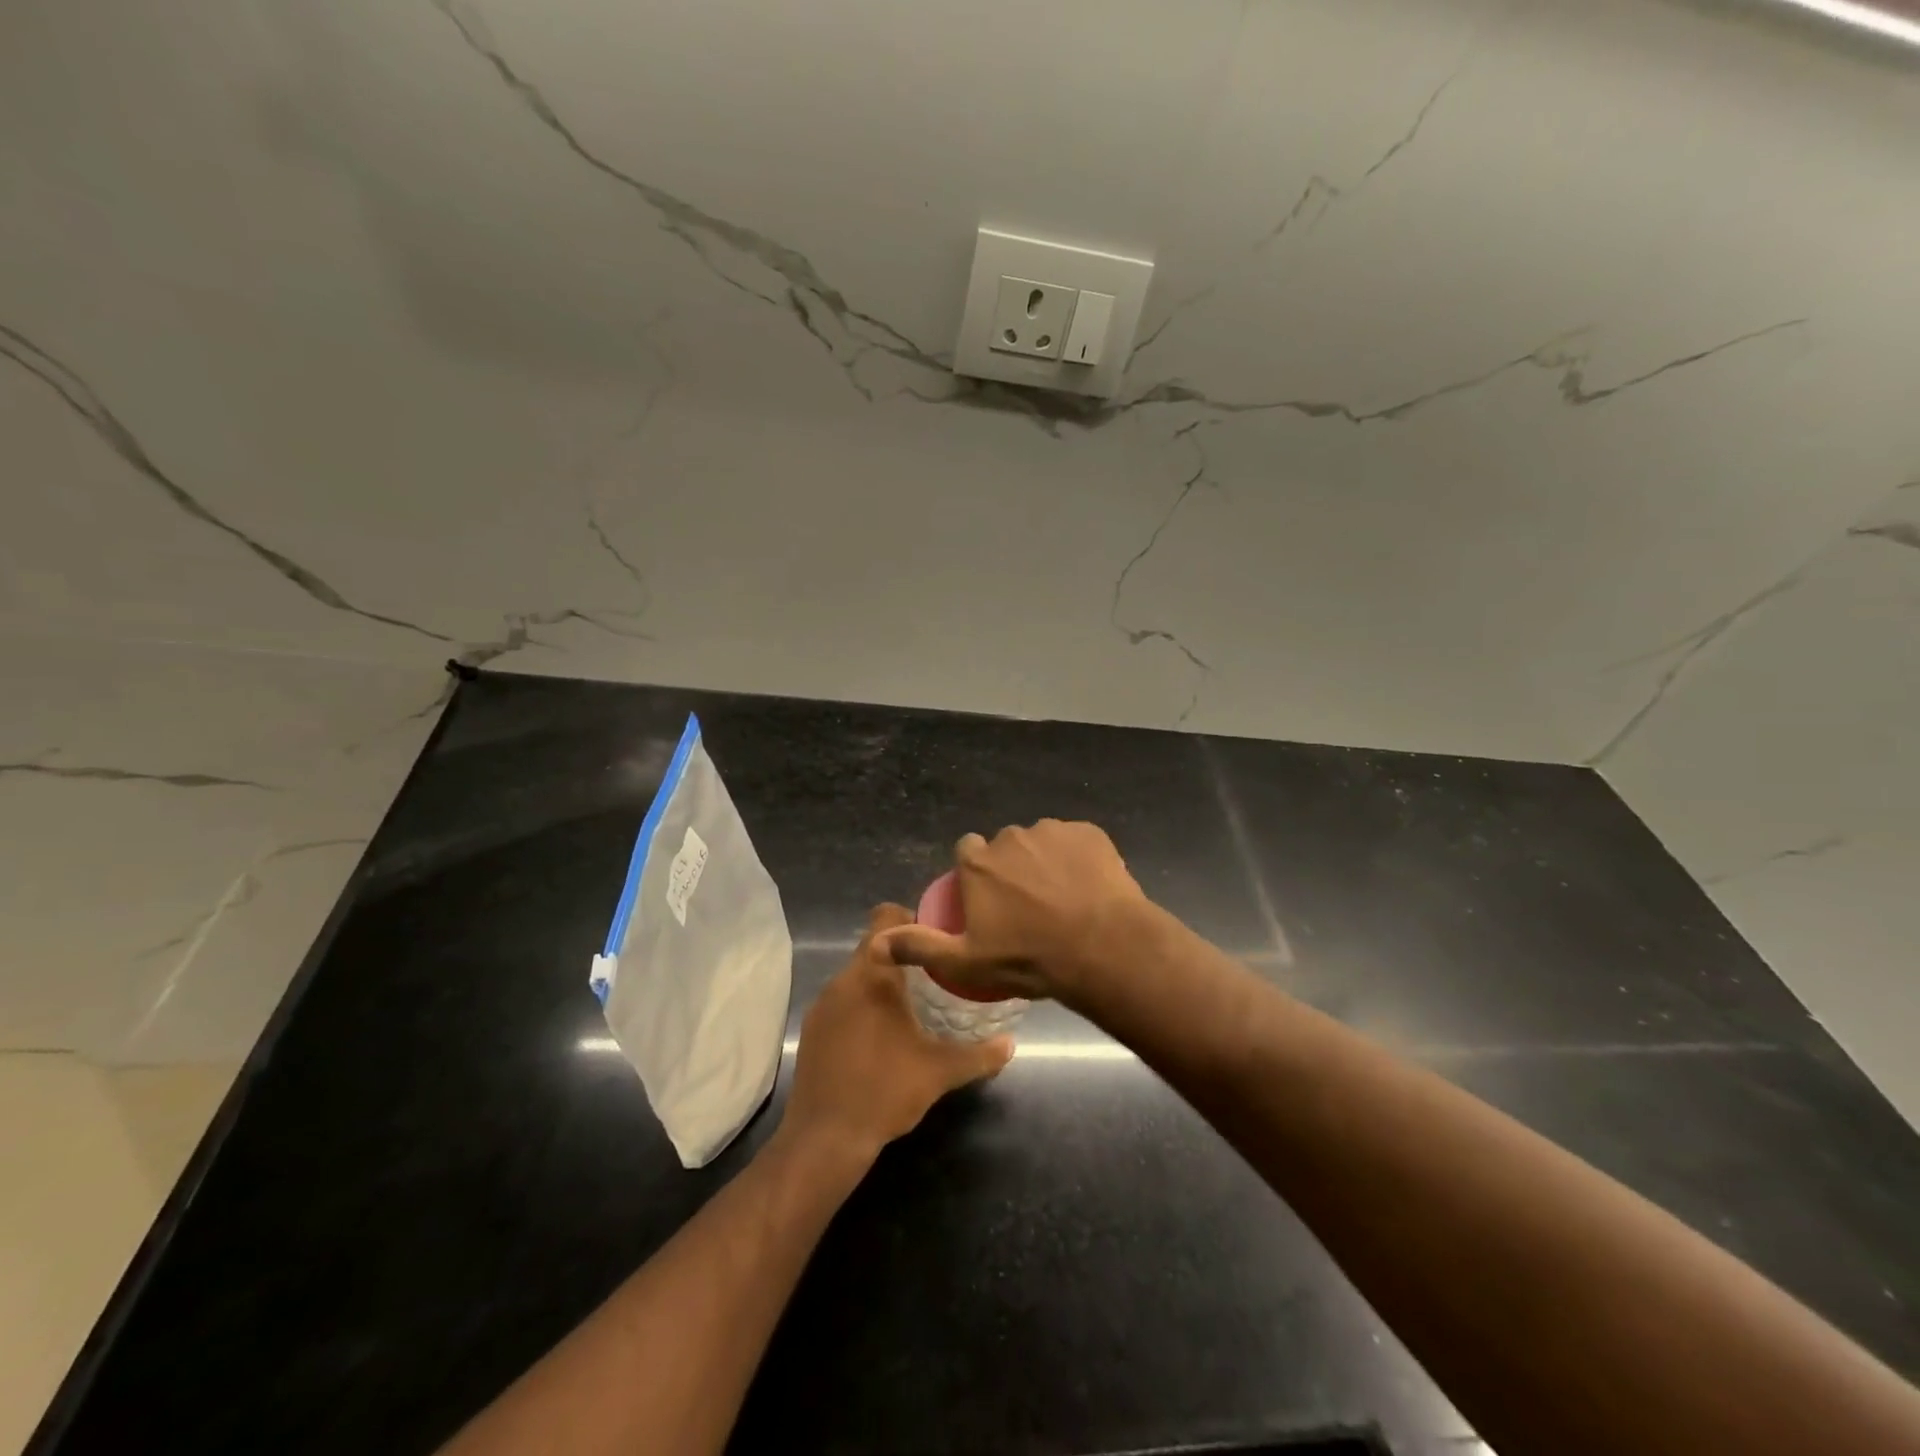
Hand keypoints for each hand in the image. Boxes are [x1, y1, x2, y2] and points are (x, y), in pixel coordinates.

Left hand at [783, 904, 1011, 1163]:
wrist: (824, 1138)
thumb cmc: (885, 1091)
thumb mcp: (940, 1071)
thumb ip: (979, 1054)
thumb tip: (1010, 1044)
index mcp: (873, 975)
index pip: (886, 917)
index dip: (912, 919)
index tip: (937, 938)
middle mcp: (842, 980)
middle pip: (874, 947)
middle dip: (903, 956)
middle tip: (935, 975)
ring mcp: (822, 1004)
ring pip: (857, 975)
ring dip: (882, 983)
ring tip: (912, 1005)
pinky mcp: (811, 1029)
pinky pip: (842, 1000)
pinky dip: (862, 1006)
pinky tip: (880, 1035)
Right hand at [873, 819, 1147, 1003]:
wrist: (1103, 948)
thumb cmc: (1029, 958)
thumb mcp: (966, 962)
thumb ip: (920, 947)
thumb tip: (877, 941)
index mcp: (979, 863)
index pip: (967, 852)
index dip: (977, 875)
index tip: (990, 902)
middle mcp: (1011, 837)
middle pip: (1005, 848)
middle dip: (1012, 869)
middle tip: (1030, 907)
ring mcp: (1053, 831)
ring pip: (1041, 843)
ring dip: (1046, 862)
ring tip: (1064, 899)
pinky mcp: (1089, 833)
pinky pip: (1076, 842)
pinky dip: (1078, 859)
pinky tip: (1088, 888)